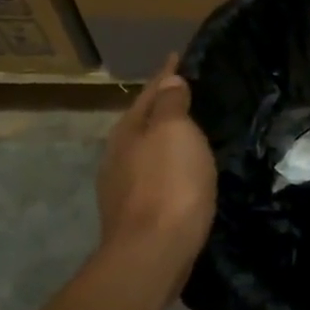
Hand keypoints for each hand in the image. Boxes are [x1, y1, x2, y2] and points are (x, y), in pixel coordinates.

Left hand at [96, 55, 216, 273]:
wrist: (153, 254)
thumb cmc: (168, 185)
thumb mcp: (174, 133)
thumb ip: (171, 104)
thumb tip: (170, 81)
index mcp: (128, 131)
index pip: (150, 92)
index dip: (166, 74)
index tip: (178, 56)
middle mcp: (118, 155)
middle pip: (144, 120)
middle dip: (163, 105)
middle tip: (190, 90)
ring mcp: (123, 186)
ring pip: (147, 149)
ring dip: (165, 137)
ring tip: (191, 129)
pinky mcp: (136, 212)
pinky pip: (155, 173)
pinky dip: (169, 163)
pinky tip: (183, 169)